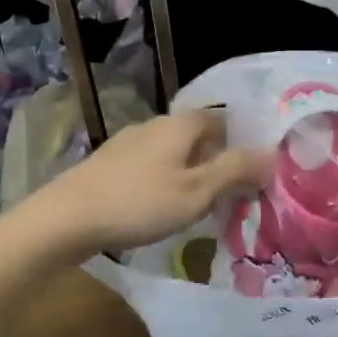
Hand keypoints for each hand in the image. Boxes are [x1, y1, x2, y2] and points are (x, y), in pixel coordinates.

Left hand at [21, 111, 271, 262]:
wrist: (66, 218)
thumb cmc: (139, 203)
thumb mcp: (196, 191)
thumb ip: (235, 171)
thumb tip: (271, 155)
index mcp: (180, 125)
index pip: (221, 118)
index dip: (241, 140)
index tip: (255, 168)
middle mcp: (154, 125)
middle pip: (197, 136)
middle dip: (217, 159)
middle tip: (234, 192)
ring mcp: (128, 143)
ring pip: (173, 152)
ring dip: (192, 172)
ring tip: (203, 205)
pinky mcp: (109, 164)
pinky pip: (151, 166)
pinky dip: (167, 181)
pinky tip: (163, 208)